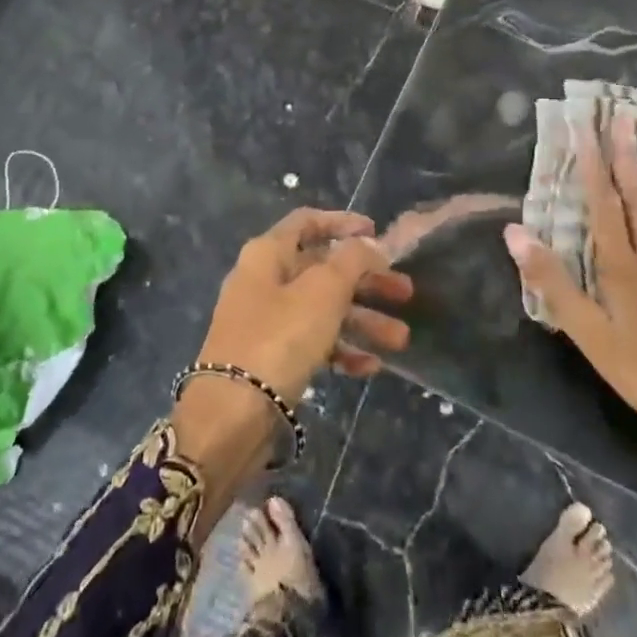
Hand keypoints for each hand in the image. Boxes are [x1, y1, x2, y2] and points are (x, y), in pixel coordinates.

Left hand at [173, 209, 411, 533]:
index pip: (307, 222)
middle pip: (322, 269)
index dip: (343, 223)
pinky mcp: (270, 358)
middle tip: (405, 292)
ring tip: (401, 339)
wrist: (231, 415)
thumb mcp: (323, 291)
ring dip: (363, 321)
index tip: (377, 232)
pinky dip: (341, 350)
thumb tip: (369, 244)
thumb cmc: (279, 337)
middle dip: (366, 280)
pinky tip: (371, 367)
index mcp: (268, 253)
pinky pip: (312, 344)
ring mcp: (265, 321)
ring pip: (322, 310)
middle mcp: (264, 280)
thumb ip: (352, 261)